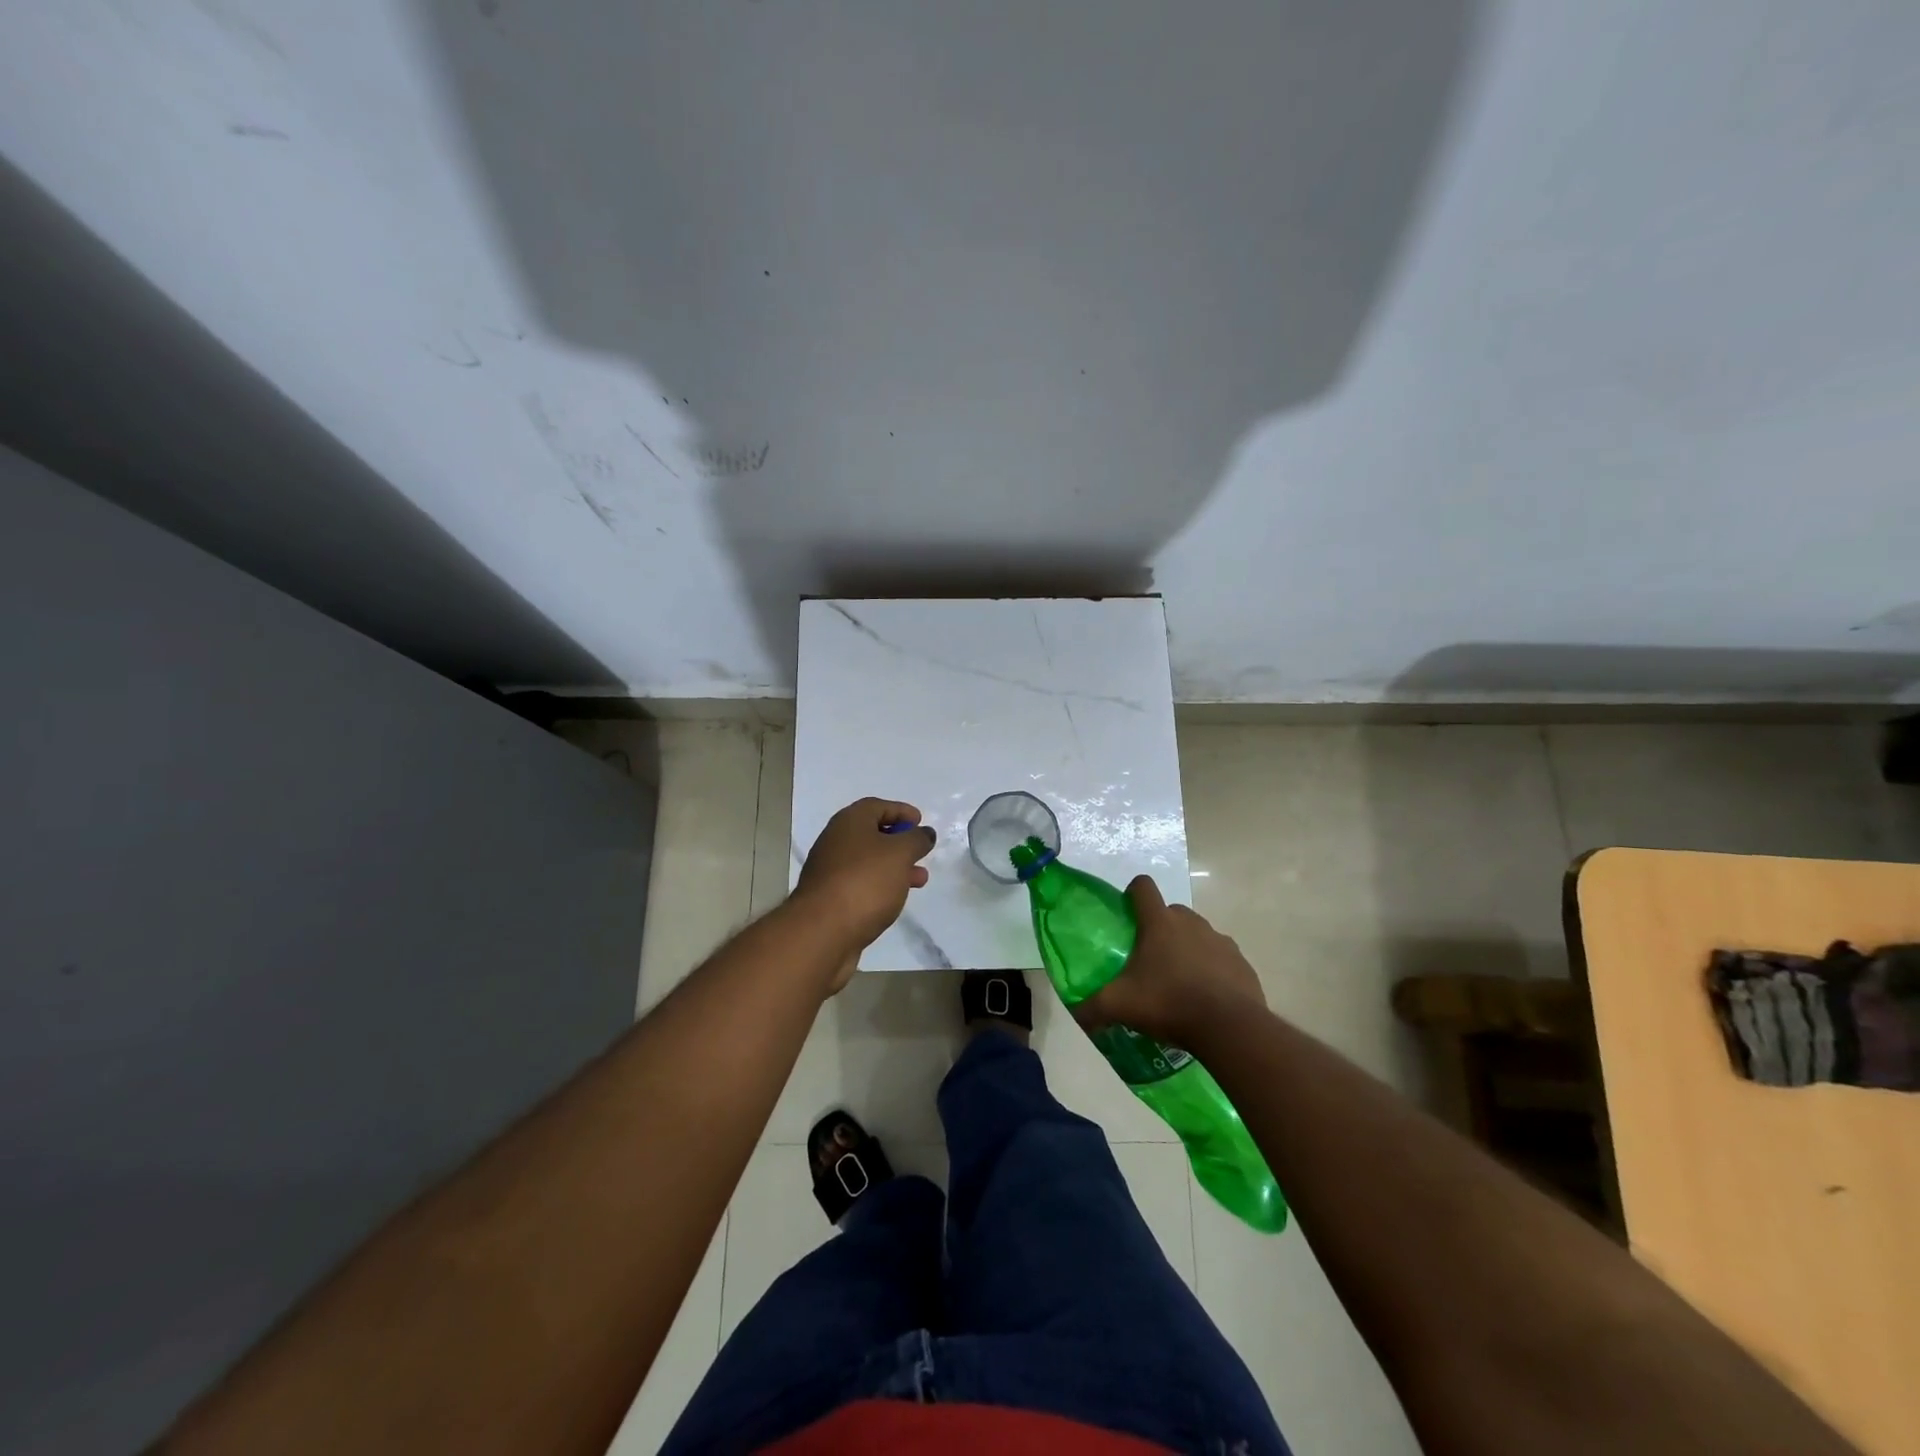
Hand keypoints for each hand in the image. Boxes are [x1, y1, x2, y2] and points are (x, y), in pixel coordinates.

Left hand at [793, 798, 936, 990]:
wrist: (822, 931)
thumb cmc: (865, 882)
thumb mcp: (900, 854)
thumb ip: (916, 839)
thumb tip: (925, 833)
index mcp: (849, 822)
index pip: (877, 806)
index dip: (901, 810)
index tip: (920, 822)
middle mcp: (835, 841)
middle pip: (871, 834)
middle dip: (900, 842)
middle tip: (921, 852)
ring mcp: (830, 871)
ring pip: (868, 862)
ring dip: (895, 867)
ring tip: (919, 880)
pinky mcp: (830, 899)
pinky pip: (861, 884)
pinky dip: (881, 886)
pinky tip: (895, 900)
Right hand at [1072, 876, 1264, 1046]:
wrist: (1230, 1027)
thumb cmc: (1169, 1003)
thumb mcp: (1120, 1006)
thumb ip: (1092, 1007)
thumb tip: (1077, 1013)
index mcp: (1160, 922)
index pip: (1143, 886)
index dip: (1132, 894)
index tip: (1126, 915)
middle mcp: (1191, 922)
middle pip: (1171, 912)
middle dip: (1159, 928)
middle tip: (1149, 959)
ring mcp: (1220, 940)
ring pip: (1198, 934)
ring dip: (1187, 949)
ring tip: (1178, 982)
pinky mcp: (1241, 962)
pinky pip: (1221, 958)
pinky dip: (1212, 970)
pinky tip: (1205, 997)